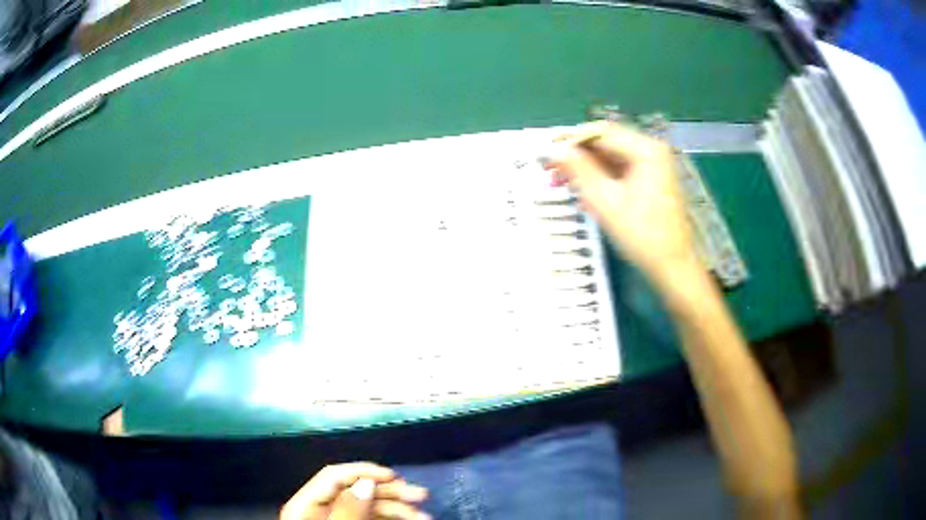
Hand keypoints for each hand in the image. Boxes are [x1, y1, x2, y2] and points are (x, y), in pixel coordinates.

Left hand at [280, 462, 429, 519]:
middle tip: (422, 496)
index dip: (364, 472)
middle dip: (390, 492)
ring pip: (369, 507)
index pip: (334, 477)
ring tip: (424, 518)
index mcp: (308, 505)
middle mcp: (323, 509)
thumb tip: (366, 483)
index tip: (395, 477)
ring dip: (398, 509)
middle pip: (356, 491)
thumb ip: (348, 510)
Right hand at [546, 121, 698, 284]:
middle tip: (549, 169)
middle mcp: (651, 150)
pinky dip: (600, 178)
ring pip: (610, 157)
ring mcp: (653, 165)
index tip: (544, 150)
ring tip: (559, 182)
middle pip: (605, 142)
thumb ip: (579, 170)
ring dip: (585, 168)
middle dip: (576, 155)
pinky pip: (620, 170)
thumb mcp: (605, 201)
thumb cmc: (642, 235)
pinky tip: (582, 192)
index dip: (569, 139)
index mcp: (645, 149)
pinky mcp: (652, 179)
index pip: (599, 132)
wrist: (674, 266)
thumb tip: (555, 150)